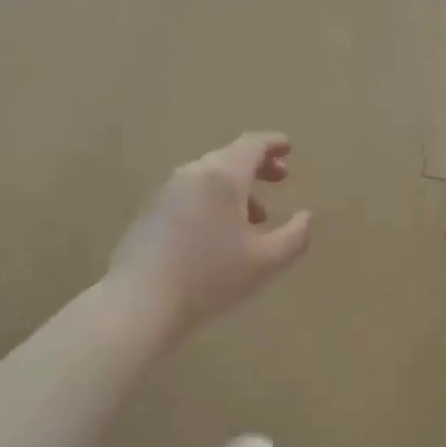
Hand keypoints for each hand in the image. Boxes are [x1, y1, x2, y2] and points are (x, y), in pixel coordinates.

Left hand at [108, 133, 312, 344]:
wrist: (139, 302)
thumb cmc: (210, 277)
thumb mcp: (265, 261)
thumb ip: (295, 236)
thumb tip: (306, 217)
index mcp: (223, 176)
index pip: (252, 145)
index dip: (273, 143)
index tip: (288, 147)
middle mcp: (194, 173)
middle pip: (230, 157)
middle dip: (258, 166)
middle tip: (280, 178)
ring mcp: (167, 191)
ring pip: (209, 177)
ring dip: (236, 188)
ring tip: (255, 217)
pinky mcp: (151, 211)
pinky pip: (191, 193)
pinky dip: (213, 200)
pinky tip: (219, 233)